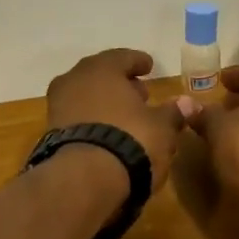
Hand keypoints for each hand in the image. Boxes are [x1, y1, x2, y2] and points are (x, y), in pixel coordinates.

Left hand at [45, 49, 191, 191]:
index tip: (149, 67)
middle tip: (139, 94)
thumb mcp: (161, 127)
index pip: (122, 57)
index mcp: (101, 69)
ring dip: (104, 105)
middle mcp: (74, 80)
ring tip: (125, 118)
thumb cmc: (130, 140)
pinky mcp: (50, 135)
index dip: (138, 62)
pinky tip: (107, 137)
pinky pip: (77, 121)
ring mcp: (58, 108)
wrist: (84, 180)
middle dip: (120, 84)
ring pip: (86, 98)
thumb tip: (188, 103)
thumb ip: (173, 112)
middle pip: (100, 76)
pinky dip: (92, 123)